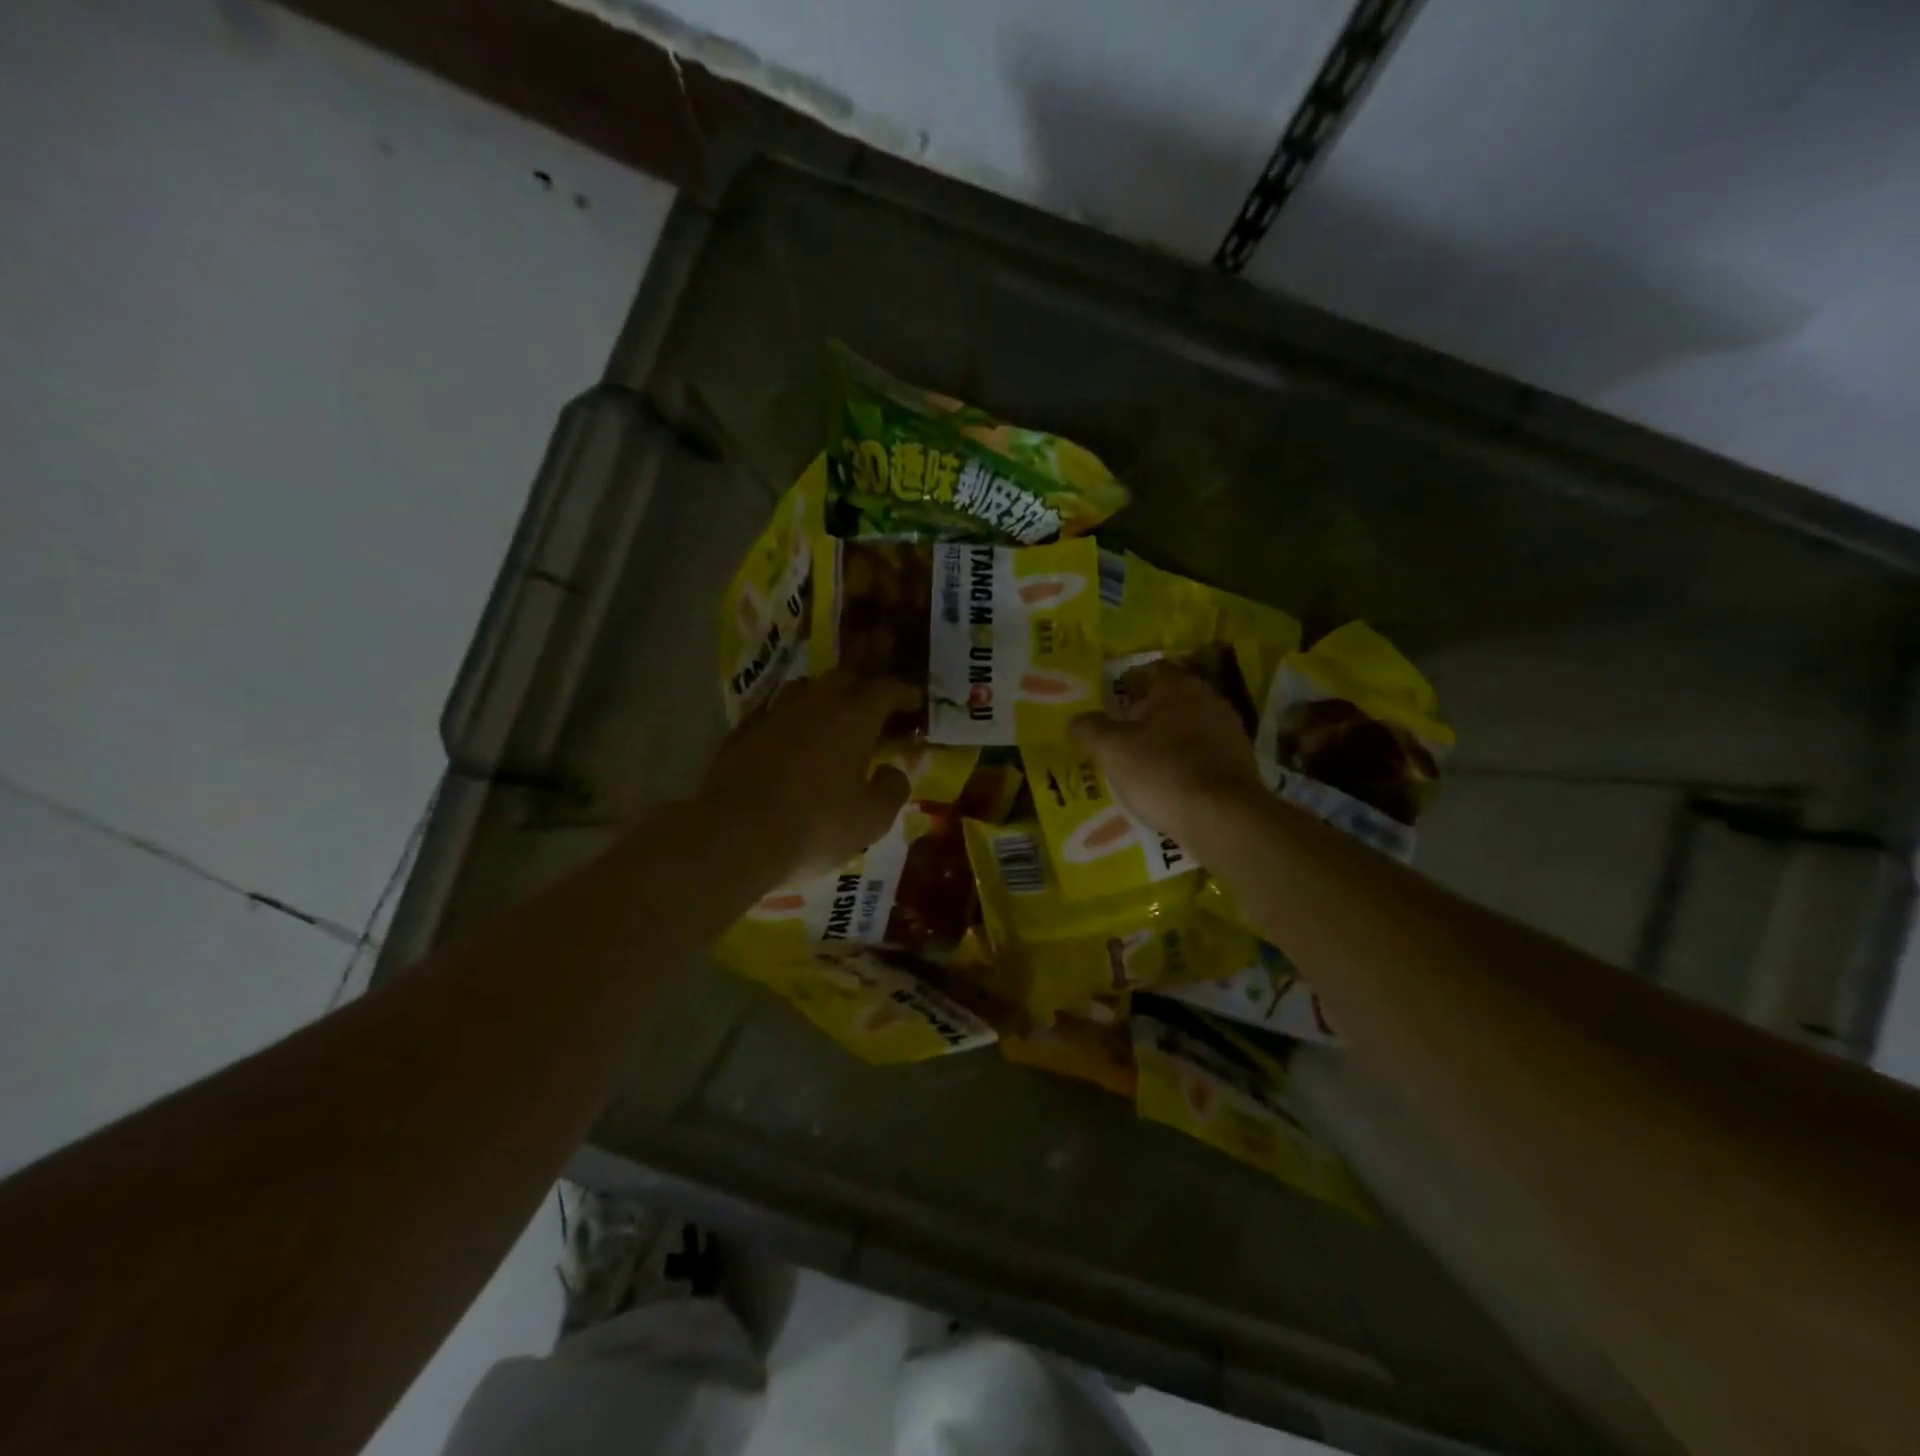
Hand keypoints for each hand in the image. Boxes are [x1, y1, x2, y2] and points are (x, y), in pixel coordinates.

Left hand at [697, 671, 920, 884]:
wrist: (733, 836)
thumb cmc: (815, 826)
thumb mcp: (872, 819)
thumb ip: (892, 789)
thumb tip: (893, 771)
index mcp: (854, 716)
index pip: (886, 688)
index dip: (904, 692)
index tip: (914, 702)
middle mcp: (815, 702)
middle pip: (845, 678)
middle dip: (865, 687)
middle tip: (877, 704)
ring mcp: (774, 713)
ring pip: (807, 690)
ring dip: (827, 697)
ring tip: (836, 716)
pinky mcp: (743, 731)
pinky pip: (777, 712)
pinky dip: (793, 719)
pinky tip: (792, 739)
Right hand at [1071, 660, 1264, 847]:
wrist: (1223, 818)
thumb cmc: (1162, 772)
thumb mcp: (1112, 750)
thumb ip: (1089, 729)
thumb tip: (1076, 720)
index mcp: (1178, 686)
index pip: (1149, 670)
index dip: (1126, 683)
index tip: (1109, 703)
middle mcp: (1208, 699)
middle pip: (1170, 697)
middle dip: (1144, 712)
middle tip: (1119, 733)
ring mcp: (1229, 730)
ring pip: (1187, 725)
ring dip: (1165, 737)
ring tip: (1140, 761)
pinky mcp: (1239, 762)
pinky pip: (1202, 752)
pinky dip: (1183, 760)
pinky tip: (1168, 782)